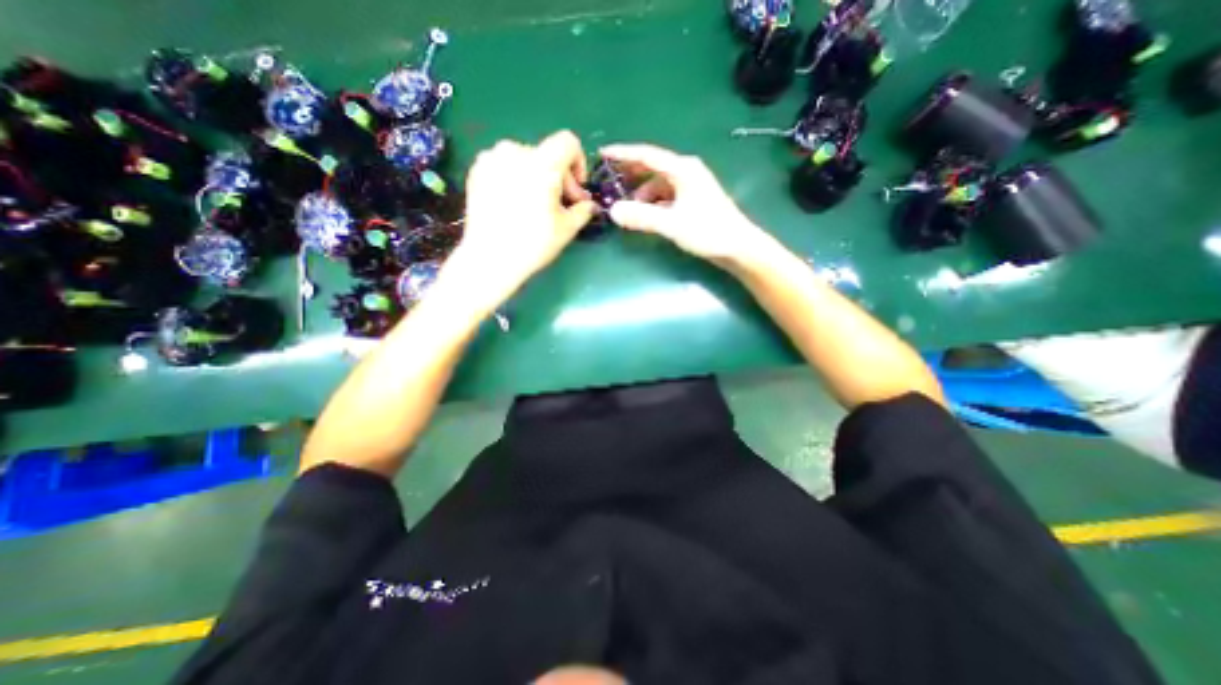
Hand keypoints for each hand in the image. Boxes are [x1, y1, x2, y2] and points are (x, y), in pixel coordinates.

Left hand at [450, 128, 600, 300]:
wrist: (490, 259)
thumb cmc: (533, 244)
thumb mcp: (567, 228)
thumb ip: (583, 210)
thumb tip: (588, 205)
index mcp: (541, 163)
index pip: (568, 142)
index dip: (578, 163)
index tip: (575, 189)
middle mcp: (515, 151)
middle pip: (547, 154)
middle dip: (558, 178)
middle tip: (559, 206)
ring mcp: (491, 159)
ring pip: (525, 160)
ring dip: (536, 178)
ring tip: (534, 205)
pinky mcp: (476, 171)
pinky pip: (504, 166)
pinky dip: (515, 179)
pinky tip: (513, 205)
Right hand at [599, 142, 760, 264]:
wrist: (738, 247)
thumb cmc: (708, 231)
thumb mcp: (672, 224)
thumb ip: (642, 217)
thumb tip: (613, 211)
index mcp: (682, 169)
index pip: (646, 155)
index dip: (623, 154)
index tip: (602, 154)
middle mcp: (686, 173)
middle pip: (652, 168)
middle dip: (630, 174)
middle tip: (609, 182)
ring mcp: (691, 187)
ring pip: (658, 185)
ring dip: (641, 194)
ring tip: (627, 209)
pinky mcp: (692, 202)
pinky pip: (665, 197)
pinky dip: (653, 204)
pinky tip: (645, 216)